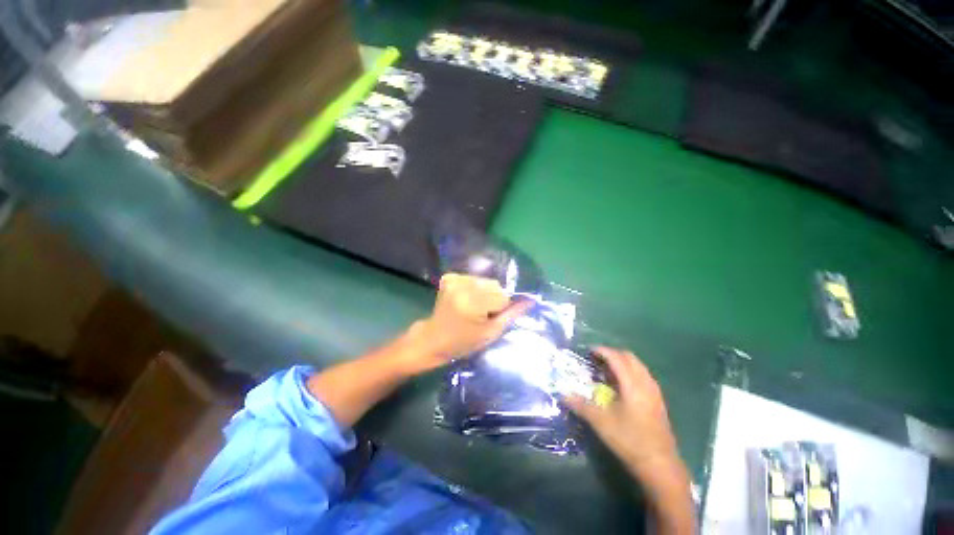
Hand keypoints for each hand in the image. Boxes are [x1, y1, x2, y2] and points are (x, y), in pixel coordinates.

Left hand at [404, 274, 531, 371]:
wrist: (433, 339)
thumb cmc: (463, 342)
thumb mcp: (490, 333)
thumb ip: (511, 315)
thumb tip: (530, 301)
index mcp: (471, 303)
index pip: (502, 296)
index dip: (499, 309)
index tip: (488, 319)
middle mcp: (462, 287)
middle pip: (494, 285)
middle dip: (493, 299)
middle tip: (481, 314)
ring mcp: (454, 280)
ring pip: (485, 281)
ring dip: (485, 293)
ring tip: (473, 307)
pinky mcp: (449, 277)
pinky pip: (473, 279)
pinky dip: (474, 288)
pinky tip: (465, 300)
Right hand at [565, 347, 679, 479]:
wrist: (660, 465)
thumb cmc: (629, 440)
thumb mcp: (601, 422)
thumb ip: (580, 405)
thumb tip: (562, 394)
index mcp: (632, 384)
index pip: (616, 358)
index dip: (602, 351)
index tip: (588, 351)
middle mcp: (645, 383)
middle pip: (630, 358)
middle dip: (612, 354)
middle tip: (596, 359)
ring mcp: (654, 392)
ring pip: (638, 366)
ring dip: (622, 363)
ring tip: (607, 370)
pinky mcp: (658, 402)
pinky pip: (643, 376)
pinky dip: (630, 372)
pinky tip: (621, 386)